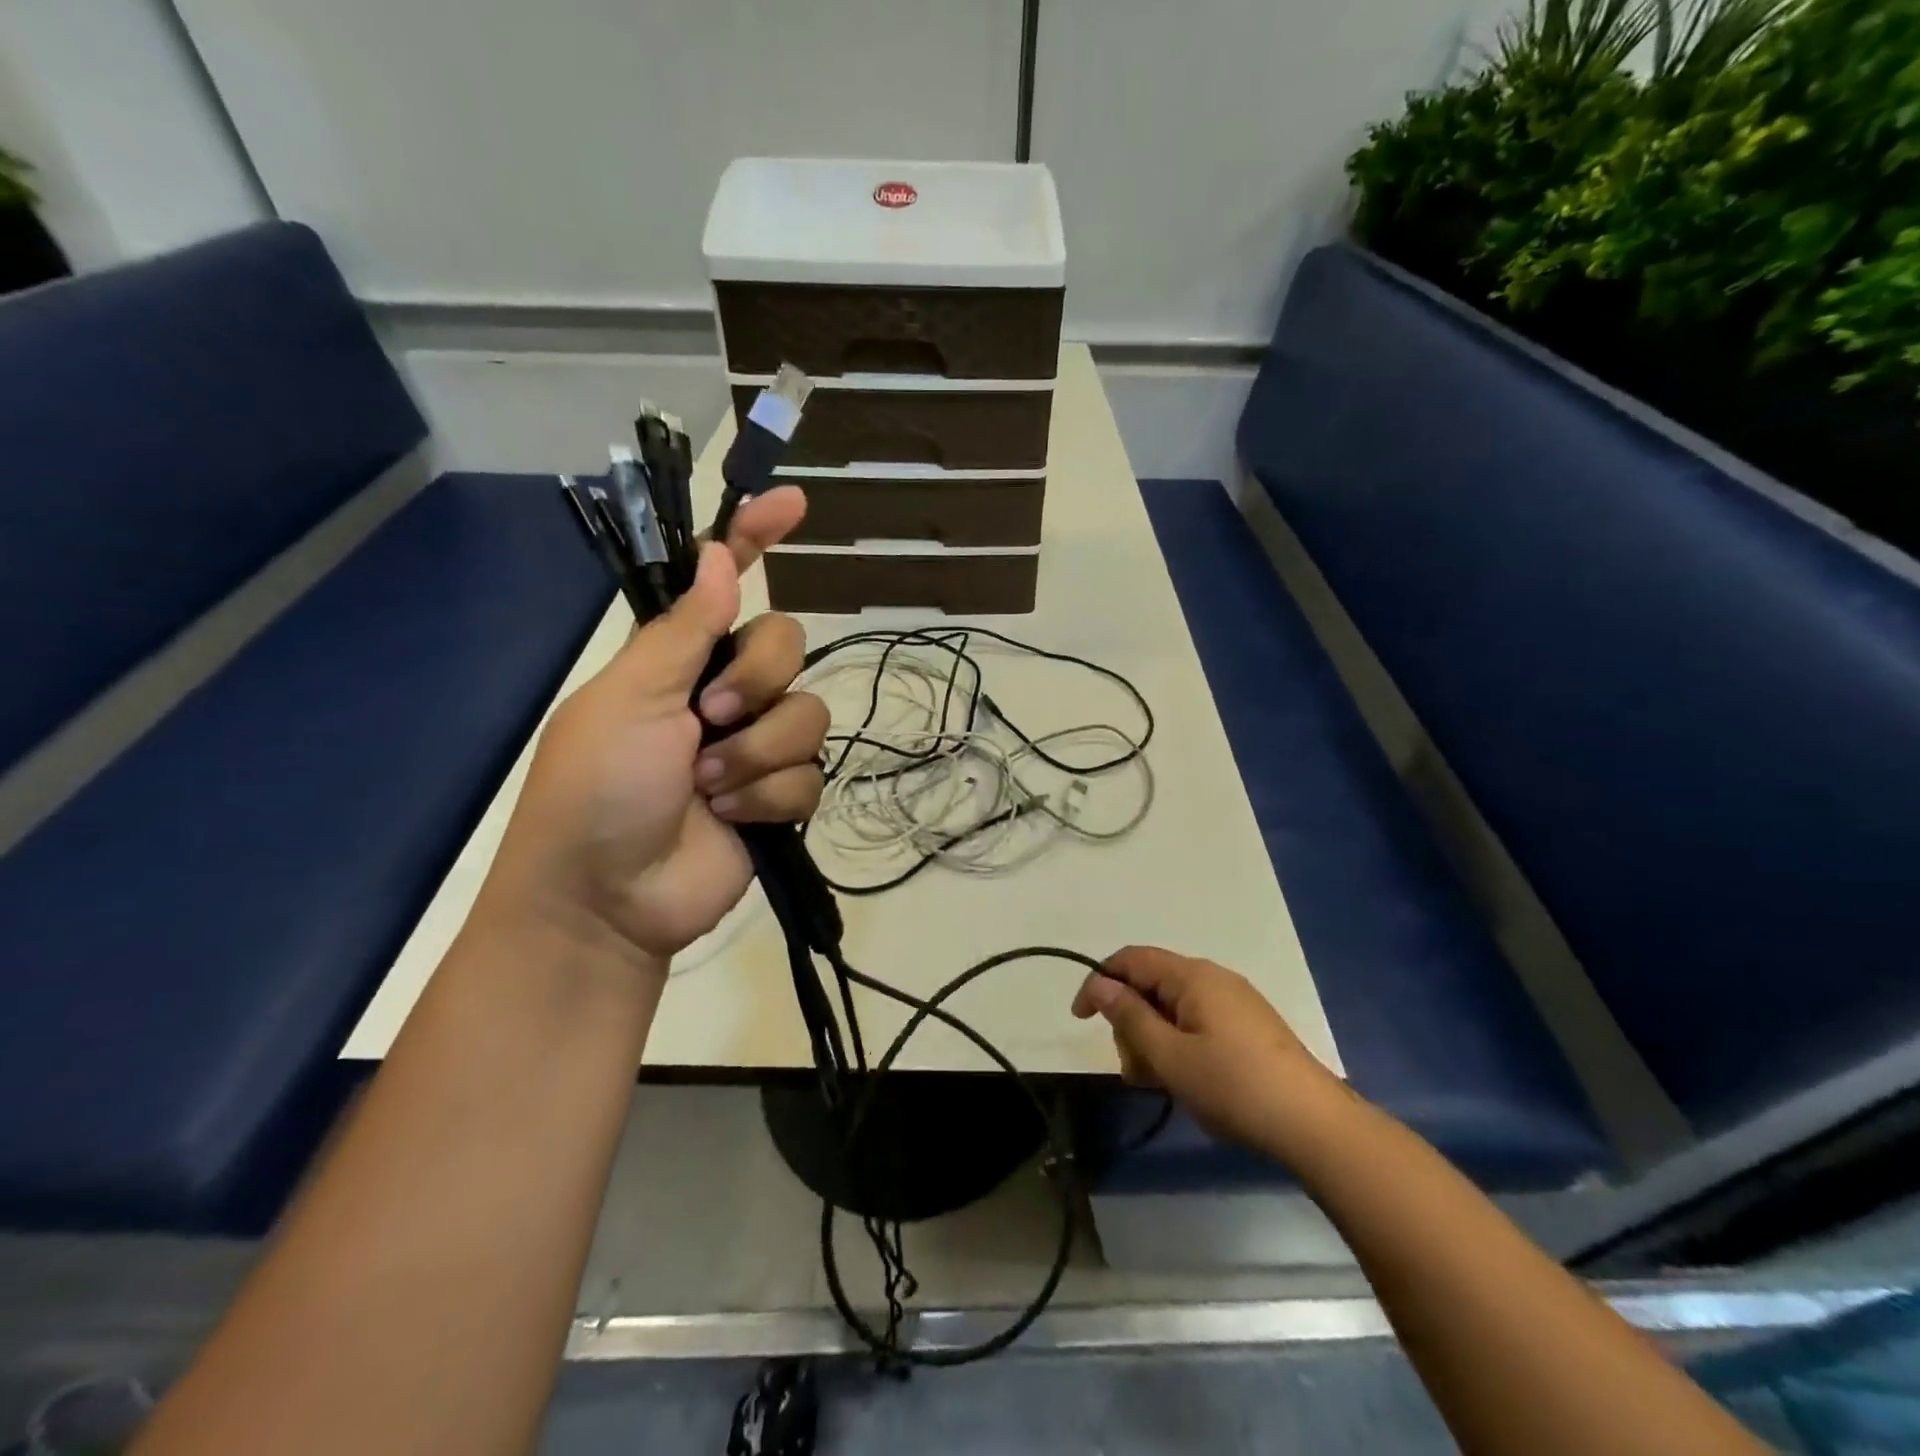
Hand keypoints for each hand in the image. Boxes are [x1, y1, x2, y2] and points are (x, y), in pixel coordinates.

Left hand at [484, 488, 828, 965]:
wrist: (610, 897)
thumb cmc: (598, 787)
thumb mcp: (631, 698)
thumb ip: (684, 629)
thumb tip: (720, 553)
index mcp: (678, 659)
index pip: (726, 584)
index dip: (757, 539)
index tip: (796, 503)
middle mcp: (722, 693)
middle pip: (786, 646)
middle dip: (754, 682)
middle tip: (708, 719)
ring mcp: (754, 746)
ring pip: (807, 714)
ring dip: (757, 753)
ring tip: (709, 787)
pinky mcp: (778, 796)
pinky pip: (809, 774)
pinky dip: (768, 796)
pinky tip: (732, 816)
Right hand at [1072, 946, 1343, 1152]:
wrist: (1315, 1125)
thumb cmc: (1233, 1086)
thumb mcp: (1170, 1055)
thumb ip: (1129, 1016)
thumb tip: (1100, 983)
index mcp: (1192, 976)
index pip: (1131, 960)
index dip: (1099, 982)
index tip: (1080, 1019)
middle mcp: (1213, 978)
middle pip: (1151, 985)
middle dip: (1131, 1023)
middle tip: (1133, 1070)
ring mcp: (1235, 1002)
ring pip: (1173, 1008)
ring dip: (1153, 1040)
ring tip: (1158, 1085)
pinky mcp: (1249, 1027)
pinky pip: (1197, 1023)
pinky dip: (1178, 1045)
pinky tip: (1184, 1081)